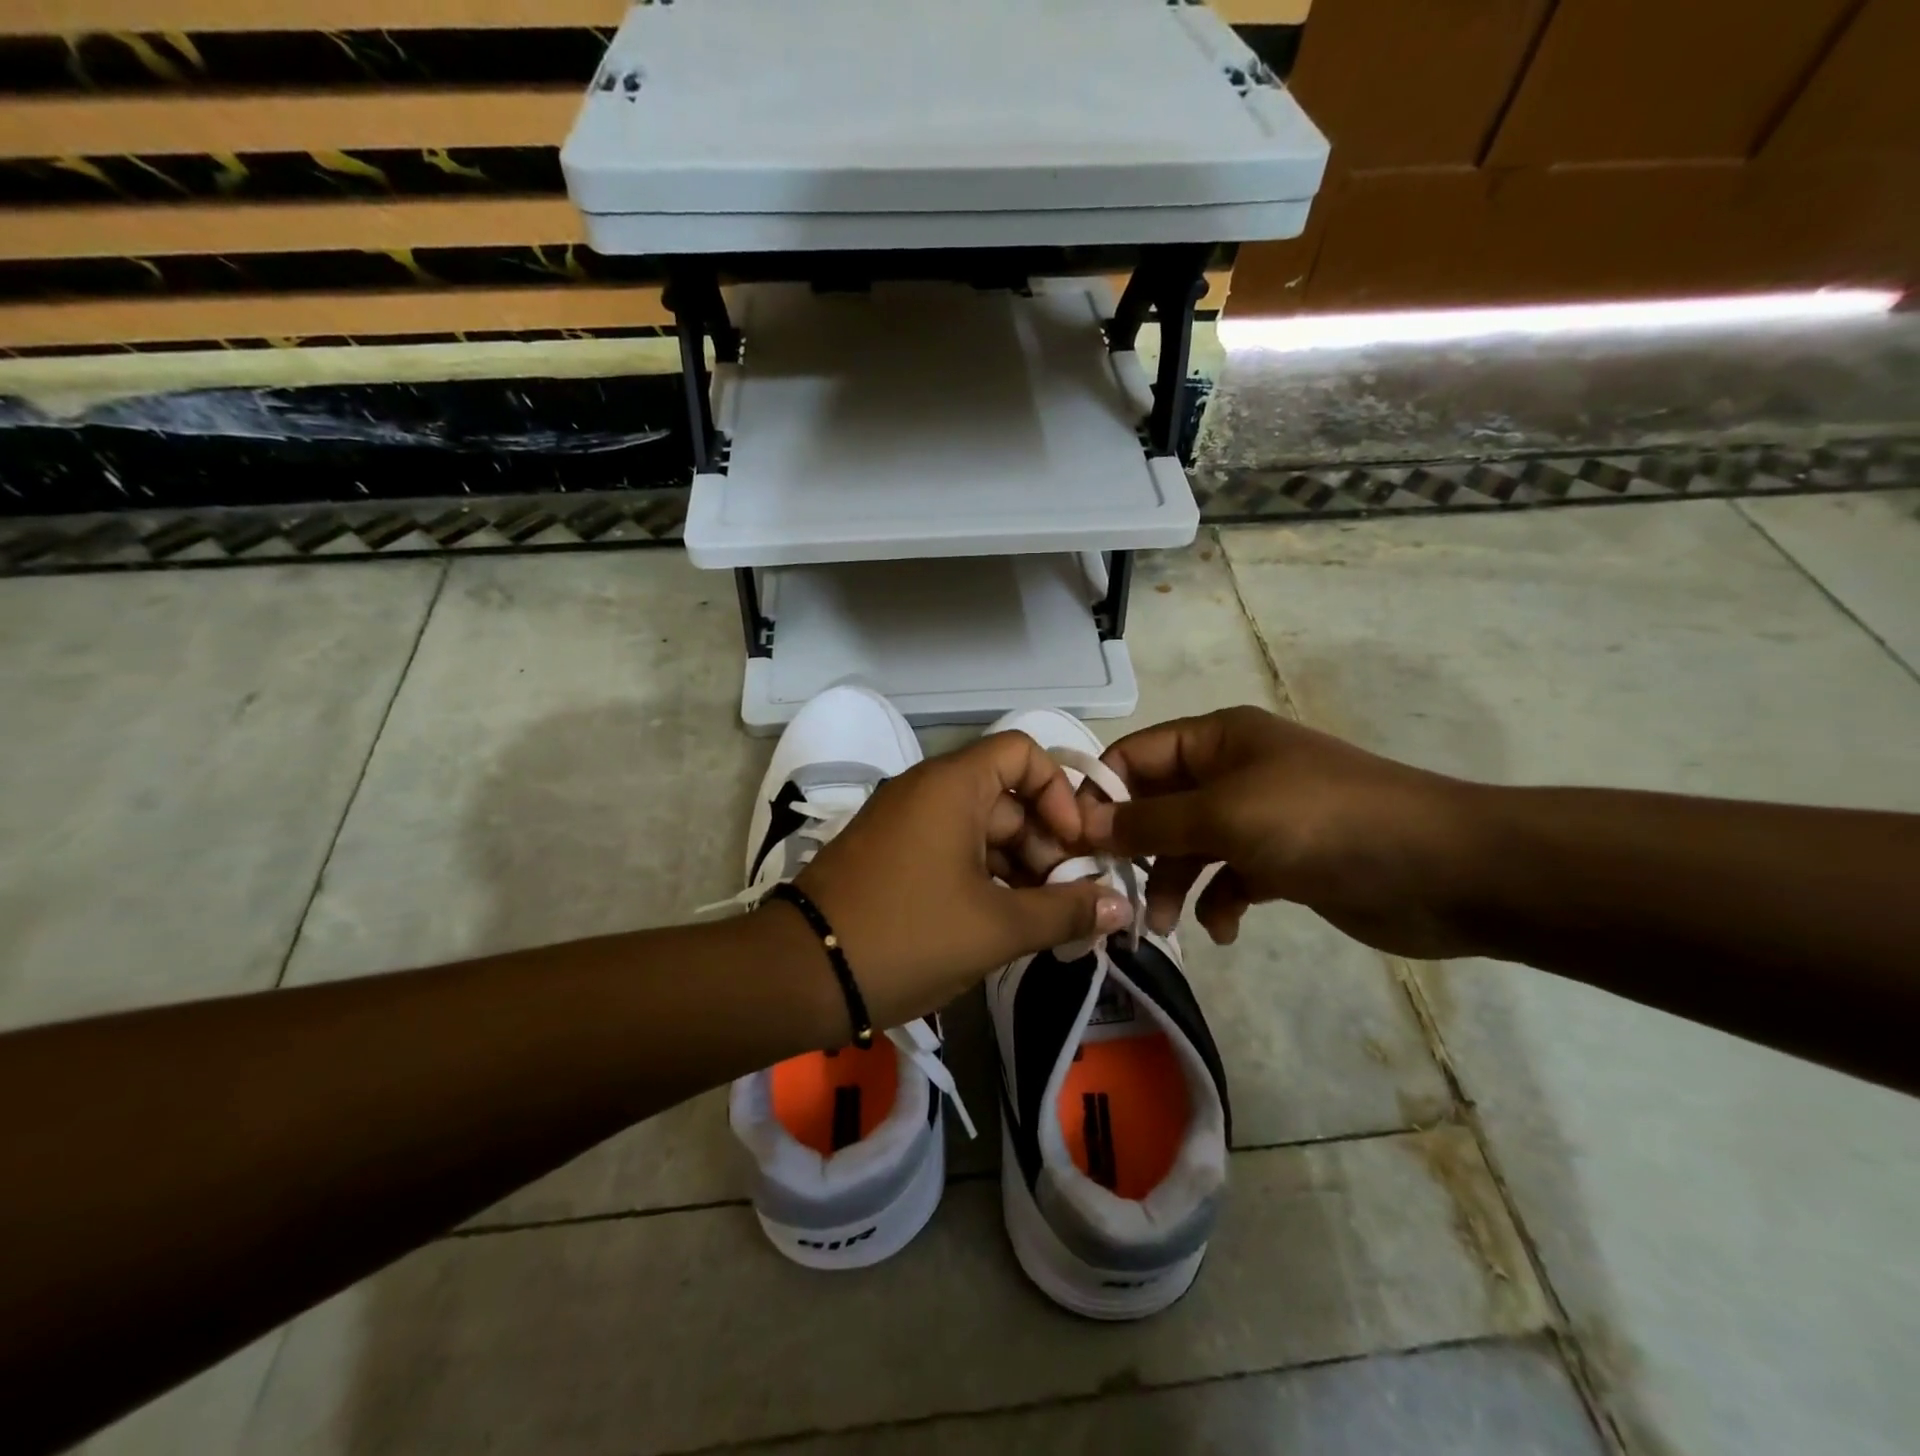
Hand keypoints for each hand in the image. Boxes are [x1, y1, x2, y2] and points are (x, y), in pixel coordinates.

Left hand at [786, 732, 1133, 1029]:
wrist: (802, 974)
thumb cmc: (908, 936)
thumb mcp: (997, 928)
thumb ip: (1065, 912)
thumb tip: (1121, 904)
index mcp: (951, 785)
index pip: (1022, 752)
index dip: (1058, 793)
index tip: (1074, 846)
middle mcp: (925, 791)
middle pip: (1005, 796)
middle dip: (1044, 843)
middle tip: (1065, 898)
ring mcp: (903, 823)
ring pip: (978, 828)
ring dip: (1016, 866)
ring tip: (1040, 919)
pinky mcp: (889, 856)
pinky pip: (949, 850)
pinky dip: (981, 876)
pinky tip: (1000, 922)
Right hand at [1083, 706, 1485, 957]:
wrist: (1445, 870)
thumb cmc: (1323, 823)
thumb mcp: (1225, 816)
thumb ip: (1150, 822)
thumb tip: (1084, 826)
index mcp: (1218, 740)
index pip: (1135, 756)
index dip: (1101, 795)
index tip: (1074, 843)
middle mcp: (1233, 773)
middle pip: (1158, 805)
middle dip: (1135, 848)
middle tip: (1112, 892)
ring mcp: (1259, 818)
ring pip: (1190, 846)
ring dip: (1172, 883)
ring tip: (1165, 926)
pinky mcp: (1283, 861)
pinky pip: (1229, 877)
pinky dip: (1219, 901)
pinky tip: (1225, 927)